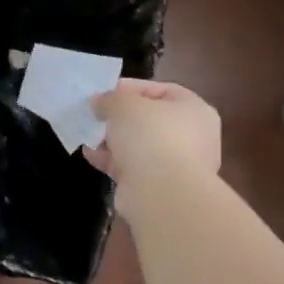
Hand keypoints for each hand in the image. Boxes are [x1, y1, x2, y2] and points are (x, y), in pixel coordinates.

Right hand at [88, 79, 222, 218]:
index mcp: (195, 110)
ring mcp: (178, 166)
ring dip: (113, 140)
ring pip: (140, 146)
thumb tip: (100, 104)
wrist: (162, 195)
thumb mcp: (122, 103)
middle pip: (150, 119)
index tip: (105, 92)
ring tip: (88, 133)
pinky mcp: (160, 189)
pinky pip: (132, 167)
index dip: (131, 88)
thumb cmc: (150, 135)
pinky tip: (90, 154)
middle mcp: (193, 137)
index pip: (162, 90)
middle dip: (120, 117)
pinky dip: (112, 160)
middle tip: (96, 113)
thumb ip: (109, 98)